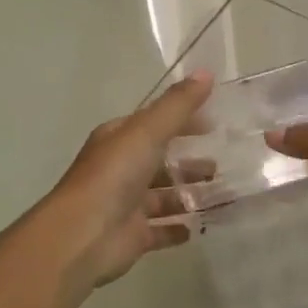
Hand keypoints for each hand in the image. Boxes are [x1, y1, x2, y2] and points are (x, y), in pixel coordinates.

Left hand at [47, 71, 213, 287]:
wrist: (83, 235)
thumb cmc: (114, 176)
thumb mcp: (147, 131)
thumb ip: (177, 105)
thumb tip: (206, 72)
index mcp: (118, 139)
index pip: (154, 123)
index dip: (183, 121)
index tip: (215, 124)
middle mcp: (120, 169)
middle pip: (160, 161)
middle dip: (190, 162)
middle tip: (224, 163)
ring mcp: (126, 204)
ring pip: (164, 196)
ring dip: (189, 194)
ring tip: (223, 194)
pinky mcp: (133, 236)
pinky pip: (162, 230)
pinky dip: (179, 228)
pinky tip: (200, 226)